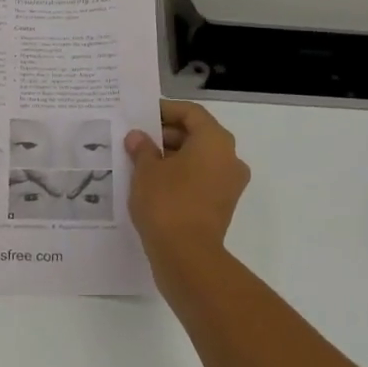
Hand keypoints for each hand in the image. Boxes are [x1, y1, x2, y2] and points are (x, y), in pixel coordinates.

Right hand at [124, 100, 248, 265]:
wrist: (187, 255)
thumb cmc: (167, 202)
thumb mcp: (146, 171)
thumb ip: (142, 149)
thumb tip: (137, 137)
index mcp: (215, 140)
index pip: (191, 113)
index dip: (166, 110)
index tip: (143, 115)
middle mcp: (230, 158)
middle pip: (198, 135)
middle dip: (167, 135)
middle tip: (138, 140)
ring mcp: (230, 184)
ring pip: (200, 159)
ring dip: (173, 157)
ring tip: (141, 162)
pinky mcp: (223, 205)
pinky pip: (201, 180)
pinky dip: (181, 176)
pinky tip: (154, 184)